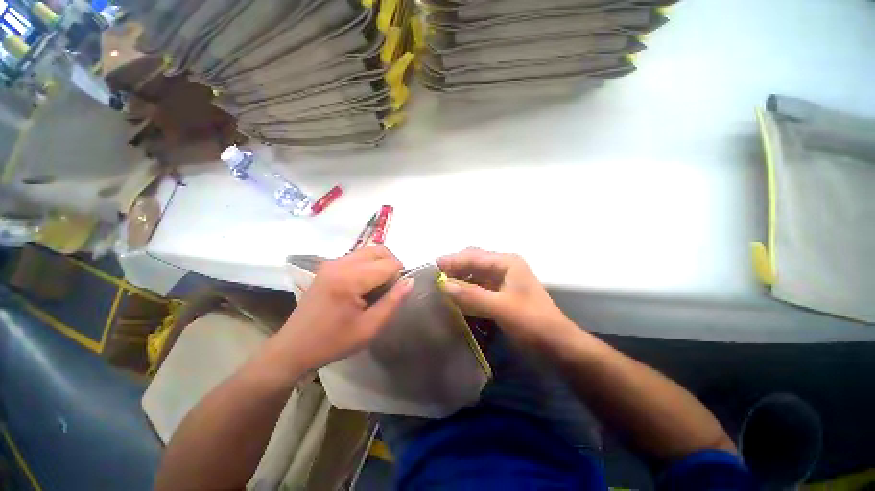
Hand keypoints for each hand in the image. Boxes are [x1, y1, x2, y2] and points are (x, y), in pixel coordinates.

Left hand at [276, 246, 412, 372]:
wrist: (294, 347)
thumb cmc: (333, 341)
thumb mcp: (370, 327)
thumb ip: (393, 301)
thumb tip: (410, 281)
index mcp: (350, 279)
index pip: (388, 264)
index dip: (399, 275)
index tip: (396, 293)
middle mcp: (340, 264)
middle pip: (379, 250)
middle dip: (392, 264)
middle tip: (392, 287)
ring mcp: (331, 263)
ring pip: (368, 251)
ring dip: (380, 263)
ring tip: (378, 286)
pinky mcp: (327, 266)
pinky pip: (357, 256)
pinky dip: (369, 265)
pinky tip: (364, 284)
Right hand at [438, 248, 573, 349]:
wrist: (557, 346)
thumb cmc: (533, 323)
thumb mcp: (501, 308)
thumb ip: (471, 296)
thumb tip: (443, 285)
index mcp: (506, 263)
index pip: (473, 256)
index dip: (452, 261)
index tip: (431, 268)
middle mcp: (503, 267)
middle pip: (473, 262)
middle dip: (454, 268)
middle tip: (434, 278)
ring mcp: (502, 281)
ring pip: (474, 276)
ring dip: (459, 280)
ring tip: (439, 288)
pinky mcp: (500, 295)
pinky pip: (478, 289)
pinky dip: (466, 292)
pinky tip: (455, 299)